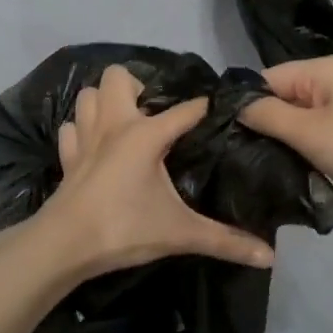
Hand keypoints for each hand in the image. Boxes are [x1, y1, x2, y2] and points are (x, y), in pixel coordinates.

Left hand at [19, 65, 273, 280]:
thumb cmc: (124, 229)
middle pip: (118, 77)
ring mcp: (85, 137)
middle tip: (155, 113)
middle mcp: (113, 124)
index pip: (185, 110)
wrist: (63, 246)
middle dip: (137, 86)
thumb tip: (270, 256)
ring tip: (125, 120)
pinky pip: (72, 127)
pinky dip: (82, 128)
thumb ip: (225, 241)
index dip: (204, 107)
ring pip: (89, 95)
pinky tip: (96, 144)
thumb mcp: (180, 233)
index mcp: (145, 134)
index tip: (221, 109)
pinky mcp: (67, 156)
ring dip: (105, 101)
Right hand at [238, 55, 332, 229]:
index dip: (246, 105)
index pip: (268, 78)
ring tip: (267, 165)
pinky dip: (311, 148)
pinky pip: (324, 132)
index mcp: (325, 69)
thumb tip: (234, 105)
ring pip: (305, 118)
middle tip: (244, 156)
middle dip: (267, 124)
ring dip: (289, 140)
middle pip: (286, 96)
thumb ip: (267, 115)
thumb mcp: (309, 133)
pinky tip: (300, 169)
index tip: (226, 136)